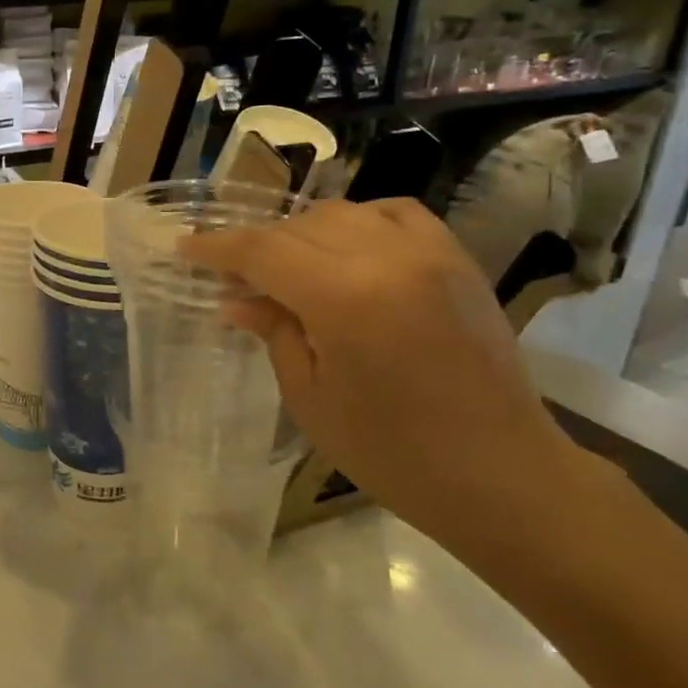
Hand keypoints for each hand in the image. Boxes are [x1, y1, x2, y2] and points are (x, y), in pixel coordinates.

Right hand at [181, 198, 583, 550]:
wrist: (502, 473)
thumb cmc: (392, 452)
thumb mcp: (311, 397)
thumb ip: (274, 332)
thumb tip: (236, 299)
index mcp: (344, 298)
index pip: (262, 251)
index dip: (216, 247)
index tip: (185, 247)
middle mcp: (388, 258)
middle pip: (299, 227)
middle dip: (256, 246)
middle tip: (232, 277)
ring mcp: (430, 253)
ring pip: (344, 213)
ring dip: (302, 233)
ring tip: (286, 268)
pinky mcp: (458, 260)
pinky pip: (396, 214)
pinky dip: (359, 222)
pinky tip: (346, 250)